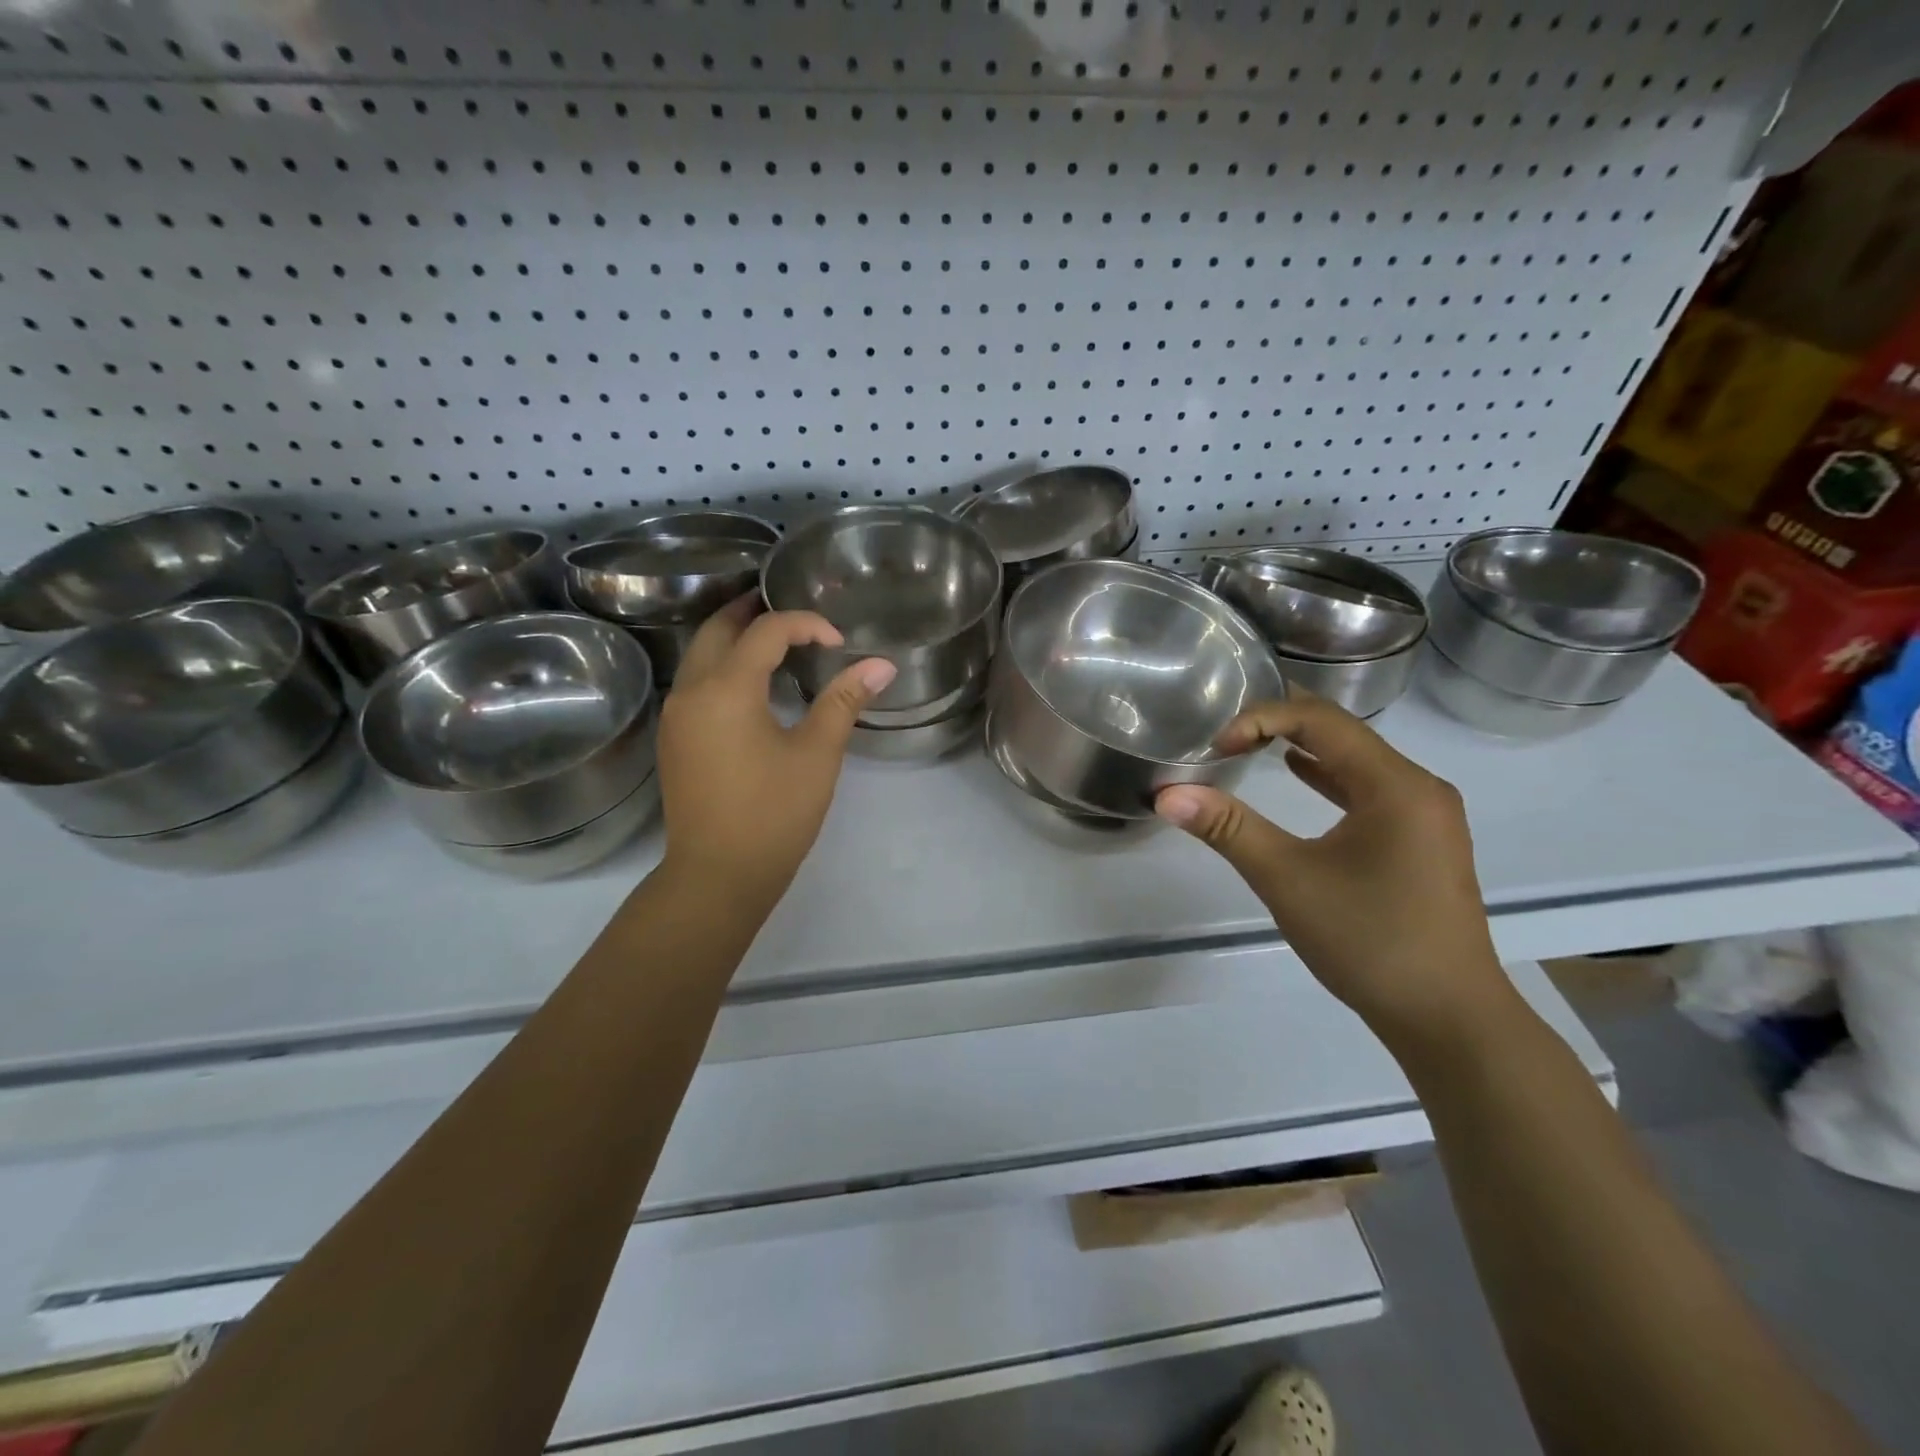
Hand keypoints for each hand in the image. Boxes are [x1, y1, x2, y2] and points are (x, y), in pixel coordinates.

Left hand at [657, 598, 895, 904]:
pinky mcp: (674, 738)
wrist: (717, 875)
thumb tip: (881, 665)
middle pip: (717, 628)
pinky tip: (752, 684)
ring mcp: (676, 715)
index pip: (766, 631)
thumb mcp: (817, 755)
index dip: (805, 624)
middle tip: (793, 612)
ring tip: (775, 640)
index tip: (838, 642)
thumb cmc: (773, 814)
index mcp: (727, 688)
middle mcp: (691, 690)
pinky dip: (722, 665)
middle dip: (754, 612)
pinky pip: (695, 681)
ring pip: (700, 654)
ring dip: (734, 637)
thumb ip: (845, 702)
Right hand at [1154, 697, 1512, 1047]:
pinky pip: (1368, 788)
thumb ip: (1228, 829)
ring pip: (1356, 759)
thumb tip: (1167, 795)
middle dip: (1281, 723)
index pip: (1320, 720)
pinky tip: (1298, 774)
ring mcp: (1426, 814)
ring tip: (1251, 742)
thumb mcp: (1287, 880)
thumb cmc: (1369, 941)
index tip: (1216, 746)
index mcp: (1395, 784)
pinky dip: (1327, 776)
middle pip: (1342, 731)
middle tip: (1225, 728)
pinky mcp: (1422, 840)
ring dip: (1304, 747)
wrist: (1449, 1019)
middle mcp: (1418, 786)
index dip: (1261, 718)